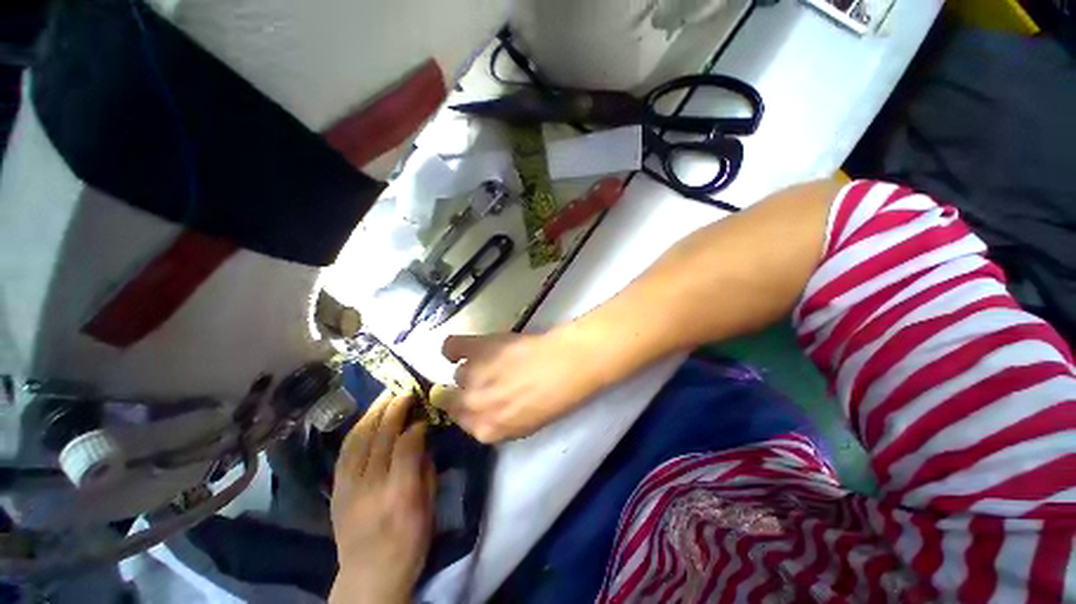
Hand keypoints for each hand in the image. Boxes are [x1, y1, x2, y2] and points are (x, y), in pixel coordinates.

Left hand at [329, 394, 433, 603]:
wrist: (369, 575)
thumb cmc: (409, 542)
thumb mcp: (428, 508)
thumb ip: (426, 469)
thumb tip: (423, 438)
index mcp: (400, 493)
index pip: (407, 445)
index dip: (416, 424)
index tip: (424, 413)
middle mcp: (372, 485)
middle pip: (381, 437)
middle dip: (394, 409)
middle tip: (404, 392)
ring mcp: (349, 486)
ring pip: (359, 439)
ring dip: (373, 413)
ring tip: (386, 397)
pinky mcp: (336, 489)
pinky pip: (345, 452)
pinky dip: (357, 430)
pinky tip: (366, 418)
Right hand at [437, 329, 608, 442]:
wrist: (566, 365)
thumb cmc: (555, 397)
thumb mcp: (526, 424)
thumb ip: (499, 421)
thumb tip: (486, 409)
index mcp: (486, 430)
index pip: (462, 421)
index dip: (470, 408)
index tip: (479, 398)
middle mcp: (473, 406)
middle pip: (451, 399)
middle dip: (465, 391)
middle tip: (484, 379)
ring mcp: (471, 377)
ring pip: (459, 373)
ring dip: (473, 368)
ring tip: (493, 360)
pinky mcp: (475, 349)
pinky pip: (450, 347)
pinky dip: (455, 348)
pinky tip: (466, 347)